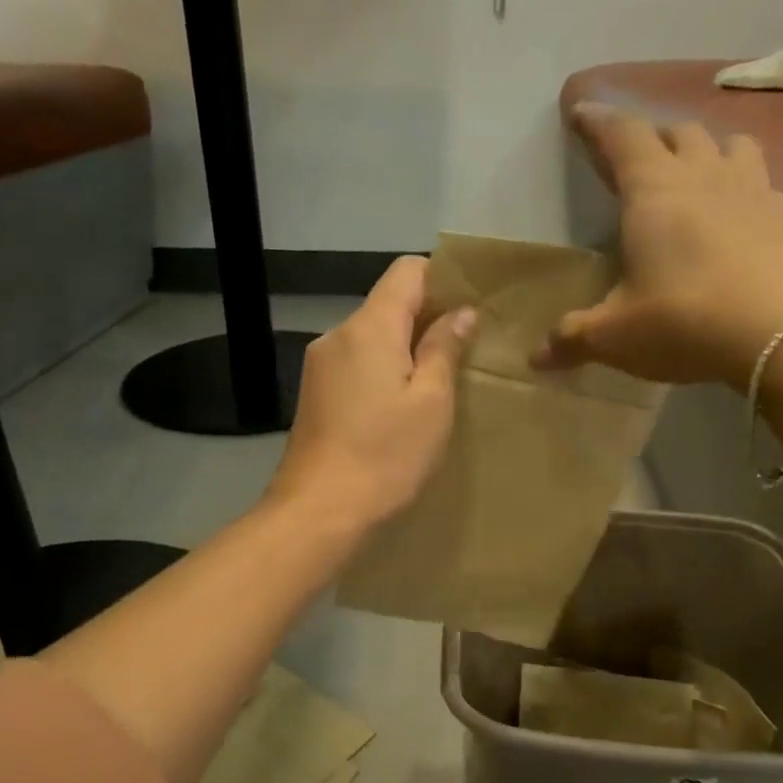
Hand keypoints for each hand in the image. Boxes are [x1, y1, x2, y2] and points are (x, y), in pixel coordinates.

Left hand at [266, 256, 475, 533]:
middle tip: (462, 355)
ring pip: (371, 338)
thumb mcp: (430, 403)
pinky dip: (380, 373)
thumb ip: (444, 349)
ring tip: (432, 388)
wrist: (319, 511)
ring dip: (403, 351)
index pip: (407, 271)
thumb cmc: (385, 456)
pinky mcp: (313, 394)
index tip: (469, 312)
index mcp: (369, 327)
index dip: (442, 281)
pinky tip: (396, 410)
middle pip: (387, 305)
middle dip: (425, 320)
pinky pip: (355, 365)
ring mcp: (319, 366)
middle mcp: (338, 335)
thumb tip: (460, 312)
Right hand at [537, 105, 782, 383]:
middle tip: (633, 152)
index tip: (580, 109)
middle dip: (650, 134)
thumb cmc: (685, 321)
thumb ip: (573, 338)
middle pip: (677, 131)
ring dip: (706, 147)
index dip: (598, 121)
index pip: (621, 136)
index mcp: (653, 191)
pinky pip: (764, 183)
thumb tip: (536, 358)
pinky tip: (742, 211)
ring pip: (729, 143)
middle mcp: (704, 176)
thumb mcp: (615, 336)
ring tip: (695, 167)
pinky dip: (746, 186)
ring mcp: (754, 190)